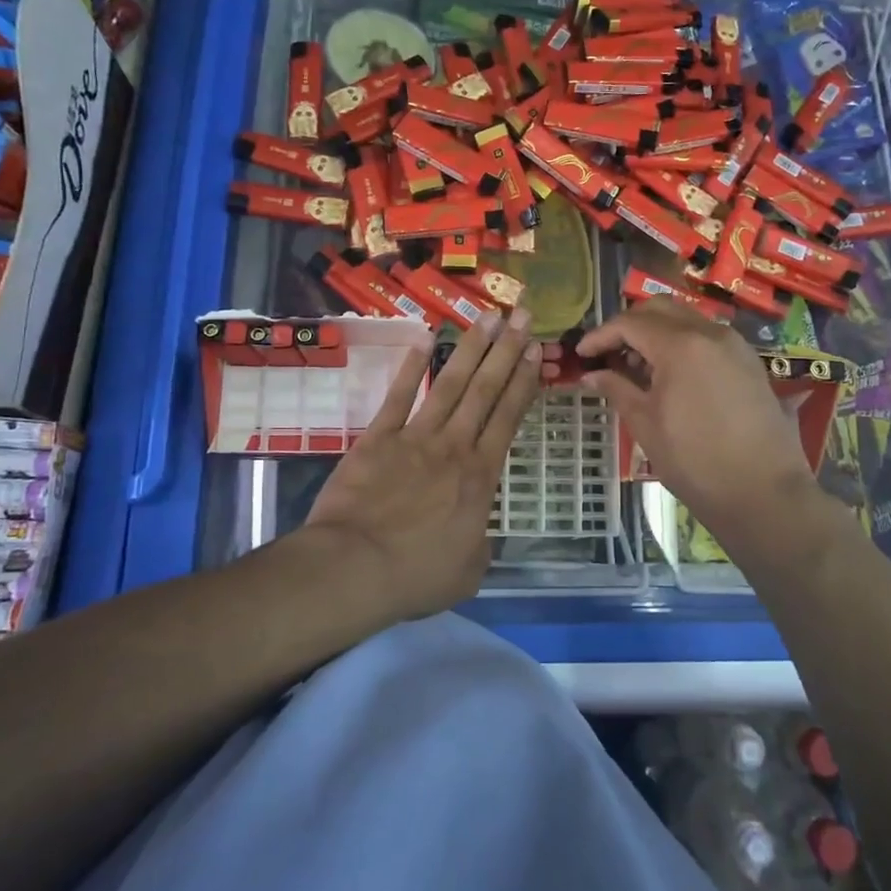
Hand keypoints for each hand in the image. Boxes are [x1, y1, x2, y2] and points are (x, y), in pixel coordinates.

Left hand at [307, 308, 541, 615]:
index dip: (524, 381)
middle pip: (485, 390)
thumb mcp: (468, 571)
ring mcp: (414, 437)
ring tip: (488, 316)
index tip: (536, 351)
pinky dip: (412, 368)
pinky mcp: (377, 438)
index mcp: (480, 476)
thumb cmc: (416, 575)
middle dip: (506, 350)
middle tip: (522, 315)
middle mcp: (454, 446)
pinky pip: (398, 396)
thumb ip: (479, 543)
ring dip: (471, 348)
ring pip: (450, 384)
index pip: (508, 417)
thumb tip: (476, 532)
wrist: (354, 567)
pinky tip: (423, 340)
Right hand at [569, 300, 826, 556]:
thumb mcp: (646, 424)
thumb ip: (616, 389)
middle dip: (629, 325)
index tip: (581, 354)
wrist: (763, 492)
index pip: (630, 323)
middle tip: (608, 353)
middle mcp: (710, 333)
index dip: (600, 335)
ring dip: (656, 332)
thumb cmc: (695, 460)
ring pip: (686, 319)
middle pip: (659, 309)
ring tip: (636, 366)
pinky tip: (670, 375)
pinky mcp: (749, 362)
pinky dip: (681, 343)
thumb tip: (591, 374)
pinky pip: (707, 337)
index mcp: (680, 345)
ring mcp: (734, 345)